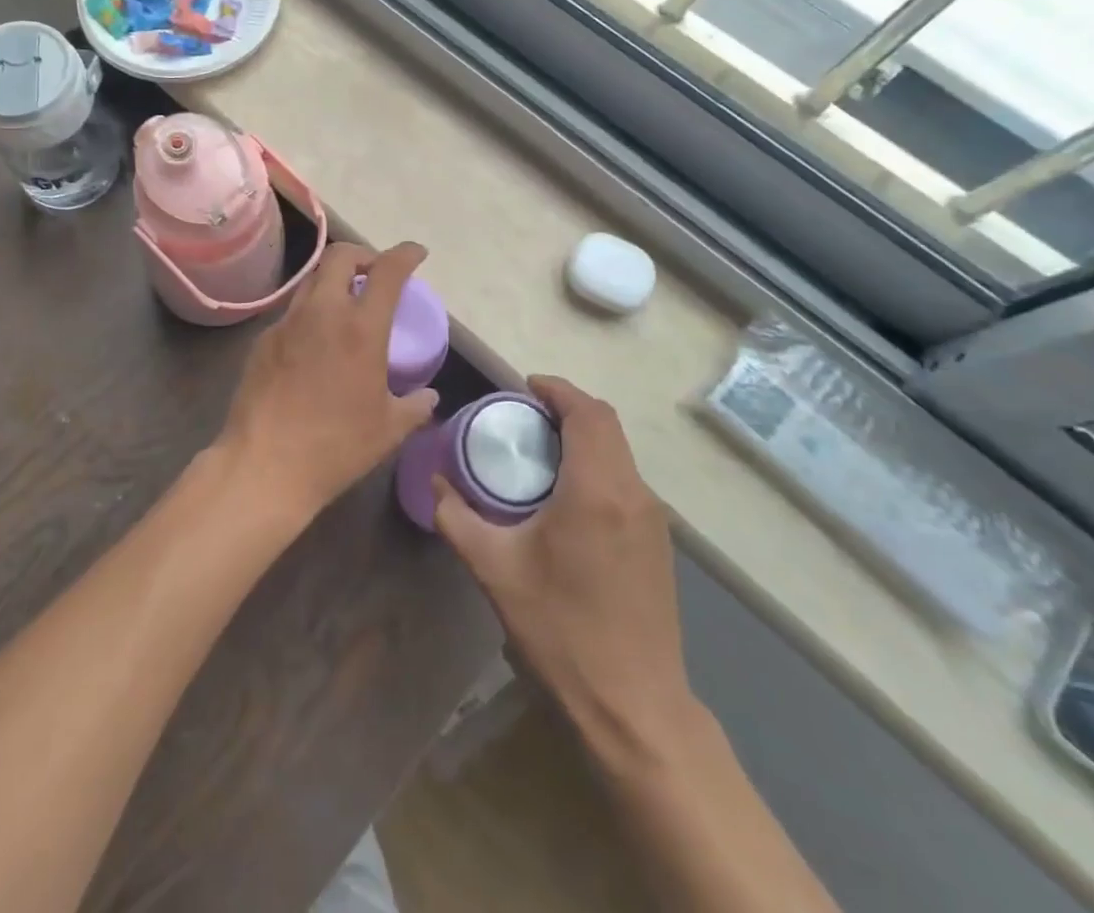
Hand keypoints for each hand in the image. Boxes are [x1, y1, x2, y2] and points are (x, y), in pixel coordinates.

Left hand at [218, 241, 440, 525]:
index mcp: (360, 328)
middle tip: (375, 274)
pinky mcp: (263, 340)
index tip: (416, 253)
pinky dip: (311, 312)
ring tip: (346, 305)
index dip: (405, 254)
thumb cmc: (335, 447)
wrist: (265, 465)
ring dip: (334, 281)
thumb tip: (428, 397)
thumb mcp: (388, 429)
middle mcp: (322, 313)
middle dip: (363, 255)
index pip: (387, 271)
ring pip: (312, 280)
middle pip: (340, 257)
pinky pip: (292, 312)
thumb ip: (414, 406)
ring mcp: (287, 323)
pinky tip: (315, 342)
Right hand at [432, 375, 699, 758]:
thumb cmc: (561, 630)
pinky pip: (626, 480)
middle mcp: (634, 493)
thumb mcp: (494, 569)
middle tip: (524, 416)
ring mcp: (653, 519)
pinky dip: (597, 464)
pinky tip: (566, 495)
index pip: (587, 412)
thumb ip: (456, 516)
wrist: (634, 706)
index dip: (557, 389)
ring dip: (583, 437)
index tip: (524, 387)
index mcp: (597, 489)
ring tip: (540, 450)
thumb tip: (434, 480)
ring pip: (619, 452)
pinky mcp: (659, 543)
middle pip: (606, 425)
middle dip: (567, 408)